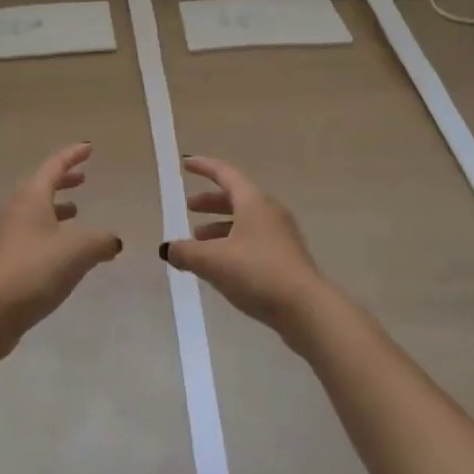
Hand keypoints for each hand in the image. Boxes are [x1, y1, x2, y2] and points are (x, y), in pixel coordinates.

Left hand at [0, 143, 122, 354]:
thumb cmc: (35, 270)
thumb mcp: (78, 251)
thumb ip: (101, 240)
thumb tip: (113, 240)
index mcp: (31, 196)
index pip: (54, 165)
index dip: (73, 155)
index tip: (89, 148)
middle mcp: (16, 208)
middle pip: (42, 185)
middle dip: (64, 179)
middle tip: (83, 177)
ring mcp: (7, 233)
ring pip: (35, 209)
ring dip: (57, 206)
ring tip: (76, 211)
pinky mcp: (5, 257)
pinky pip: (31, 231)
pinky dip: (50, 229)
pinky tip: (63, 249)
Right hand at [159, 156, 328, 340]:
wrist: (306, 309)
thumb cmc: (257, 272)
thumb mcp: (213, 261)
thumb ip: (186, 253)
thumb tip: (168, 249)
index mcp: (253, 202)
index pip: (225, 174)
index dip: (204, 167)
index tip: (186, 164)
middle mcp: (269, 211)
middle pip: (236, 198)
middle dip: (210, 202)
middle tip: (189, 208)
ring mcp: (282, 235)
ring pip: (245, 222)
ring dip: (220, 228)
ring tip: (199, 243)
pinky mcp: (287, 259)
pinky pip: (254, 241)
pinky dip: (234, 244)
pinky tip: (221, 266)